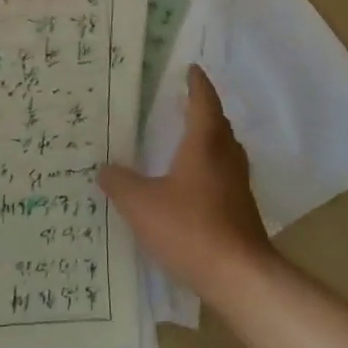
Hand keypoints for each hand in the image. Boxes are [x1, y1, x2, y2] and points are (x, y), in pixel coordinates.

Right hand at [99, 66, 276, 303]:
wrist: (241, 278)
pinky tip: (192, 183)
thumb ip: (120, 183)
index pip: (203, 102)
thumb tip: (105, 169)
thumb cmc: (190, 229)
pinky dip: (209, 167)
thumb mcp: (142, 204)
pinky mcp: (242, 211)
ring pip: (224, 150)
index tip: (190, 69)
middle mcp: (226, 157)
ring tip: (186, 138)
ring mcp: (238, 186)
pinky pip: (224, 175)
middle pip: (218, 124)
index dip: (196, 84)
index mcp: (205, 143)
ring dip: (208, 139)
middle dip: (202, 109)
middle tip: (181, 101)